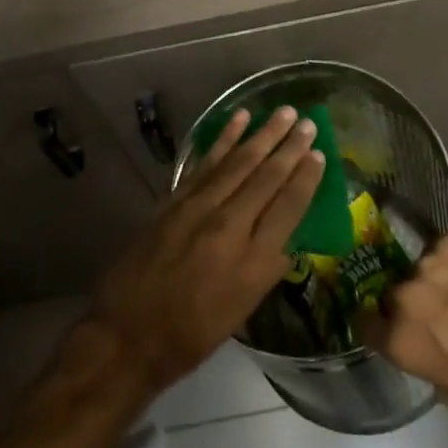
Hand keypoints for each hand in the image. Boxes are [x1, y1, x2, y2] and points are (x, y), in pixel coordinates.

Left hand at [86, 106, 324, 396]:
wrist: (127, 334)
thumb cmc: (191, 335)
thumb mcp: (241, 312)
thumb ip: (267, 269)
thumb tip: (288, 238)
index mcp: (252, 261)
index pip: (288, 207)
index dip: (306, 178)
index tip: (320, 154)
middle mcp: (229, 226)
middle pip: (266, 177)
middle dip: (290, 147)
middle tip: (308, 122)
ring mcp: (199, 208)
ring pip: (239, 161)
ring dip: (263, 134)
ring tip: (284, 112)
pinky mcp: (175, 199)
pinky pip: (206, 161)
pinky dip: (224, 138)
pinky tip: (239, 119)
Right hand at [361, 235, 447, 409]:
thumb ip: (420, 361)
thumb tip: (414, 342)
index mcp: (400, 338)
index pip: (361, 322)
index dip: (372, 323)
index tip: (382, 324)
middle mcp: (403, 295)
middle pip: (390, 293)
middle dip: (405, 302)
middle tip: (431, 311)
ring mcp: (426, 263)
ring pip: (416, 269)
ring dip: (429, 280)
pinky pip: (438, 251)